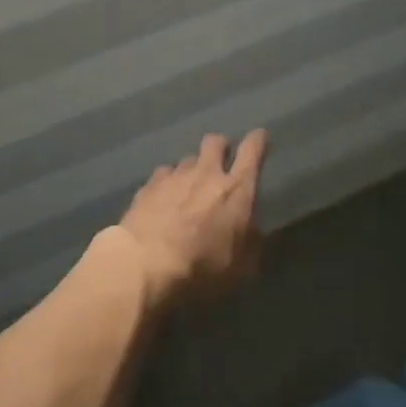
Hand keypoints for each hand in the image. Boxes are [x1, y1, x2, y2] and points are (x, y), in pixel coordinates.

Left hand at [114, 131, 268, 305]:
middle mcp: (207, 173)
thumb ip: (250, 242)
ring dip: (192, 170)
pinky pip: (164, 174)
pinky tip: (163, 199)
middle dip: (220, 148)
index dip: (258, 141)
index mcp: (236, 190)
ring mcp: (175, 176)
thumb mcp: (240, 268)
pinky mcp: (149, 184)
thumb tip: (251, 230)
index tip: (260, 137)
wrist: (145, 265)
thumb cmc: (201, 269)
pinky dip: (168, 183)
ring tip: (188, 189)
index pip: (252, 151)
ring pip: (187, 159)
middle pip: (215, 142)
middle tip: (220, 164)